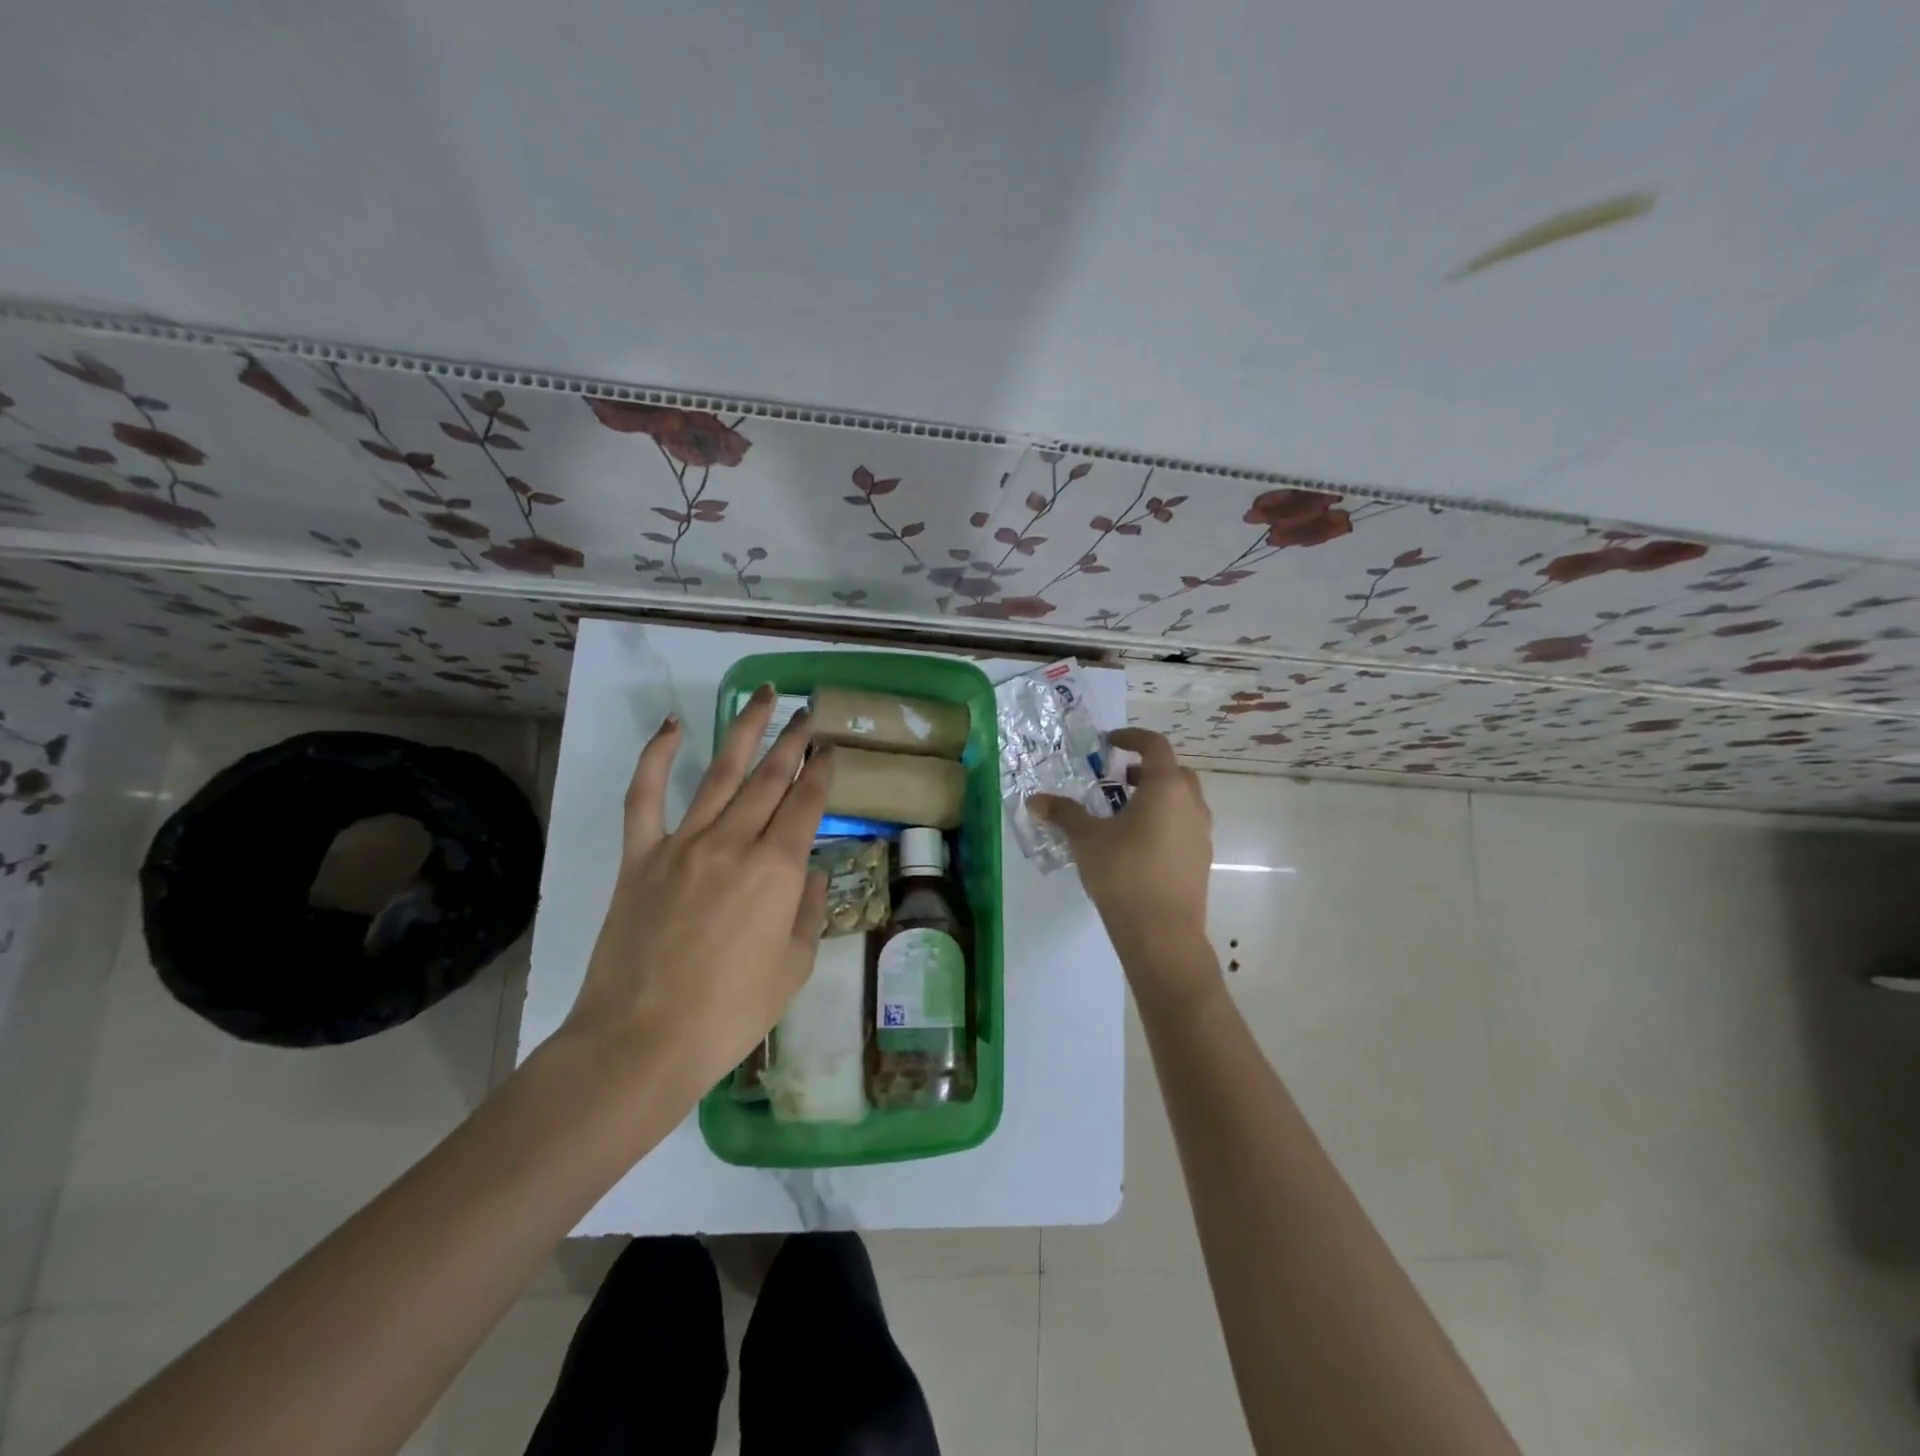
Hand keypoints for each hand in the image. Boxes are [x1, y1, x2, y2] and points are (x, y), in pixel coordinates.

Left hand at [563, 685, 832, 1099]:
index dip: (821, 771)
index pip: (806, 804)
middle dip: (793, 741)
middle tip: (807, 712)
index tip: (830, 748)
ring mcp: (683, 844)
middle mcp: (735, 843)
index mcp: (777, 869)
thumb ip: (807, 912)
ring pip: (720, 773)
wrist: (642, 1041)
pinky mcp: (640, 856)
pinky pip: (646, 796)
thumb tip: (809, 873)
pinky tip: (672, 726)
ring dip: (745, 730)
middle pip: (770, 778)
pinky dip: (657, 757)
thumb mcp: (794, 968)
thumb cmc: (731, 1014)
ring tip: (764, 698)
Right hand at [1030, 728, 1214, 997]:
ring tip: (1123, 814)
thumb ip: (1064, 814)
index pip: (1154, 746)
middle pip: (1174, 772)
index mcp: (1166, 788)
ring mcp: (1201, 833)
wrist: (1162, 934)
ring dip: (1156, 797)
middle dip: (1145, 769)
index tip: (1109, 742)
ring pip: (1182, 801)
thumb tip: (1035, 800)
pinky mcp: (1200, 860)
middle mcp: (1191, 804)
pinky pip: (1183, 827)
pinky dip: (1164, 822)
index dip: (1131, 738)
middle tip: (1116, 779)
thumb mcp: (1086, 839)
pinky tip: (1137, 845)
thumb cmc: (1124, 874)